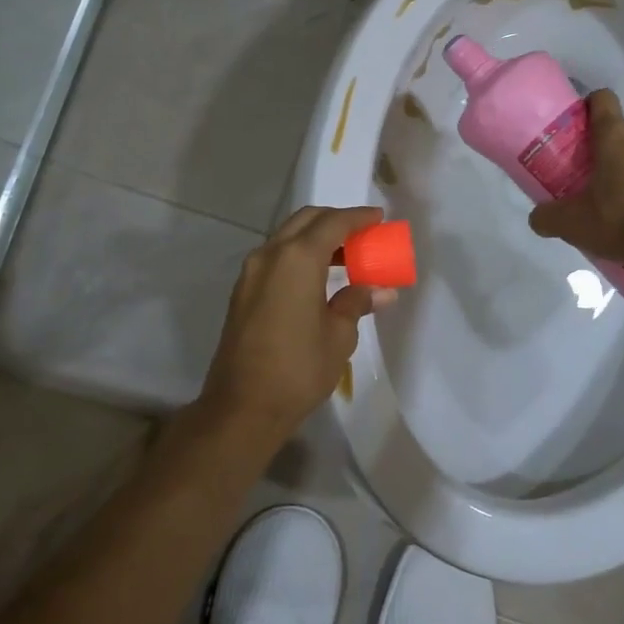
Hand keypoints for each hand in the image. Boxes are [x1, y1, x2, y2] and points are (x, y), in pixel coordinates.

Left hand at [201, 205, 394, 435]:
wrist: (242, 406)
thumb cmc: (298, 368)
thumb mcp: (339, 335)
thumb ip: (357, 302)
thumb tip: (381, 290)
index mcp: (297, 258)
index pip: (333, 223)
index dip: (358, 217)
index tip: (379, 218)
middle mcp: (270, 255)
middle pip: (305, 220)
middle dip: (335, 221)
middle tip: (362, 234)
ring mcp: (251, 272)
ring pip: (287, 237)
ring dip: (315, 238)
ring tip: (345, 257)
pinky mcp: (243, 291)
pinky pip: (275, 258)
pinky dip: (298, 255)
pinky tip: (317, 278)